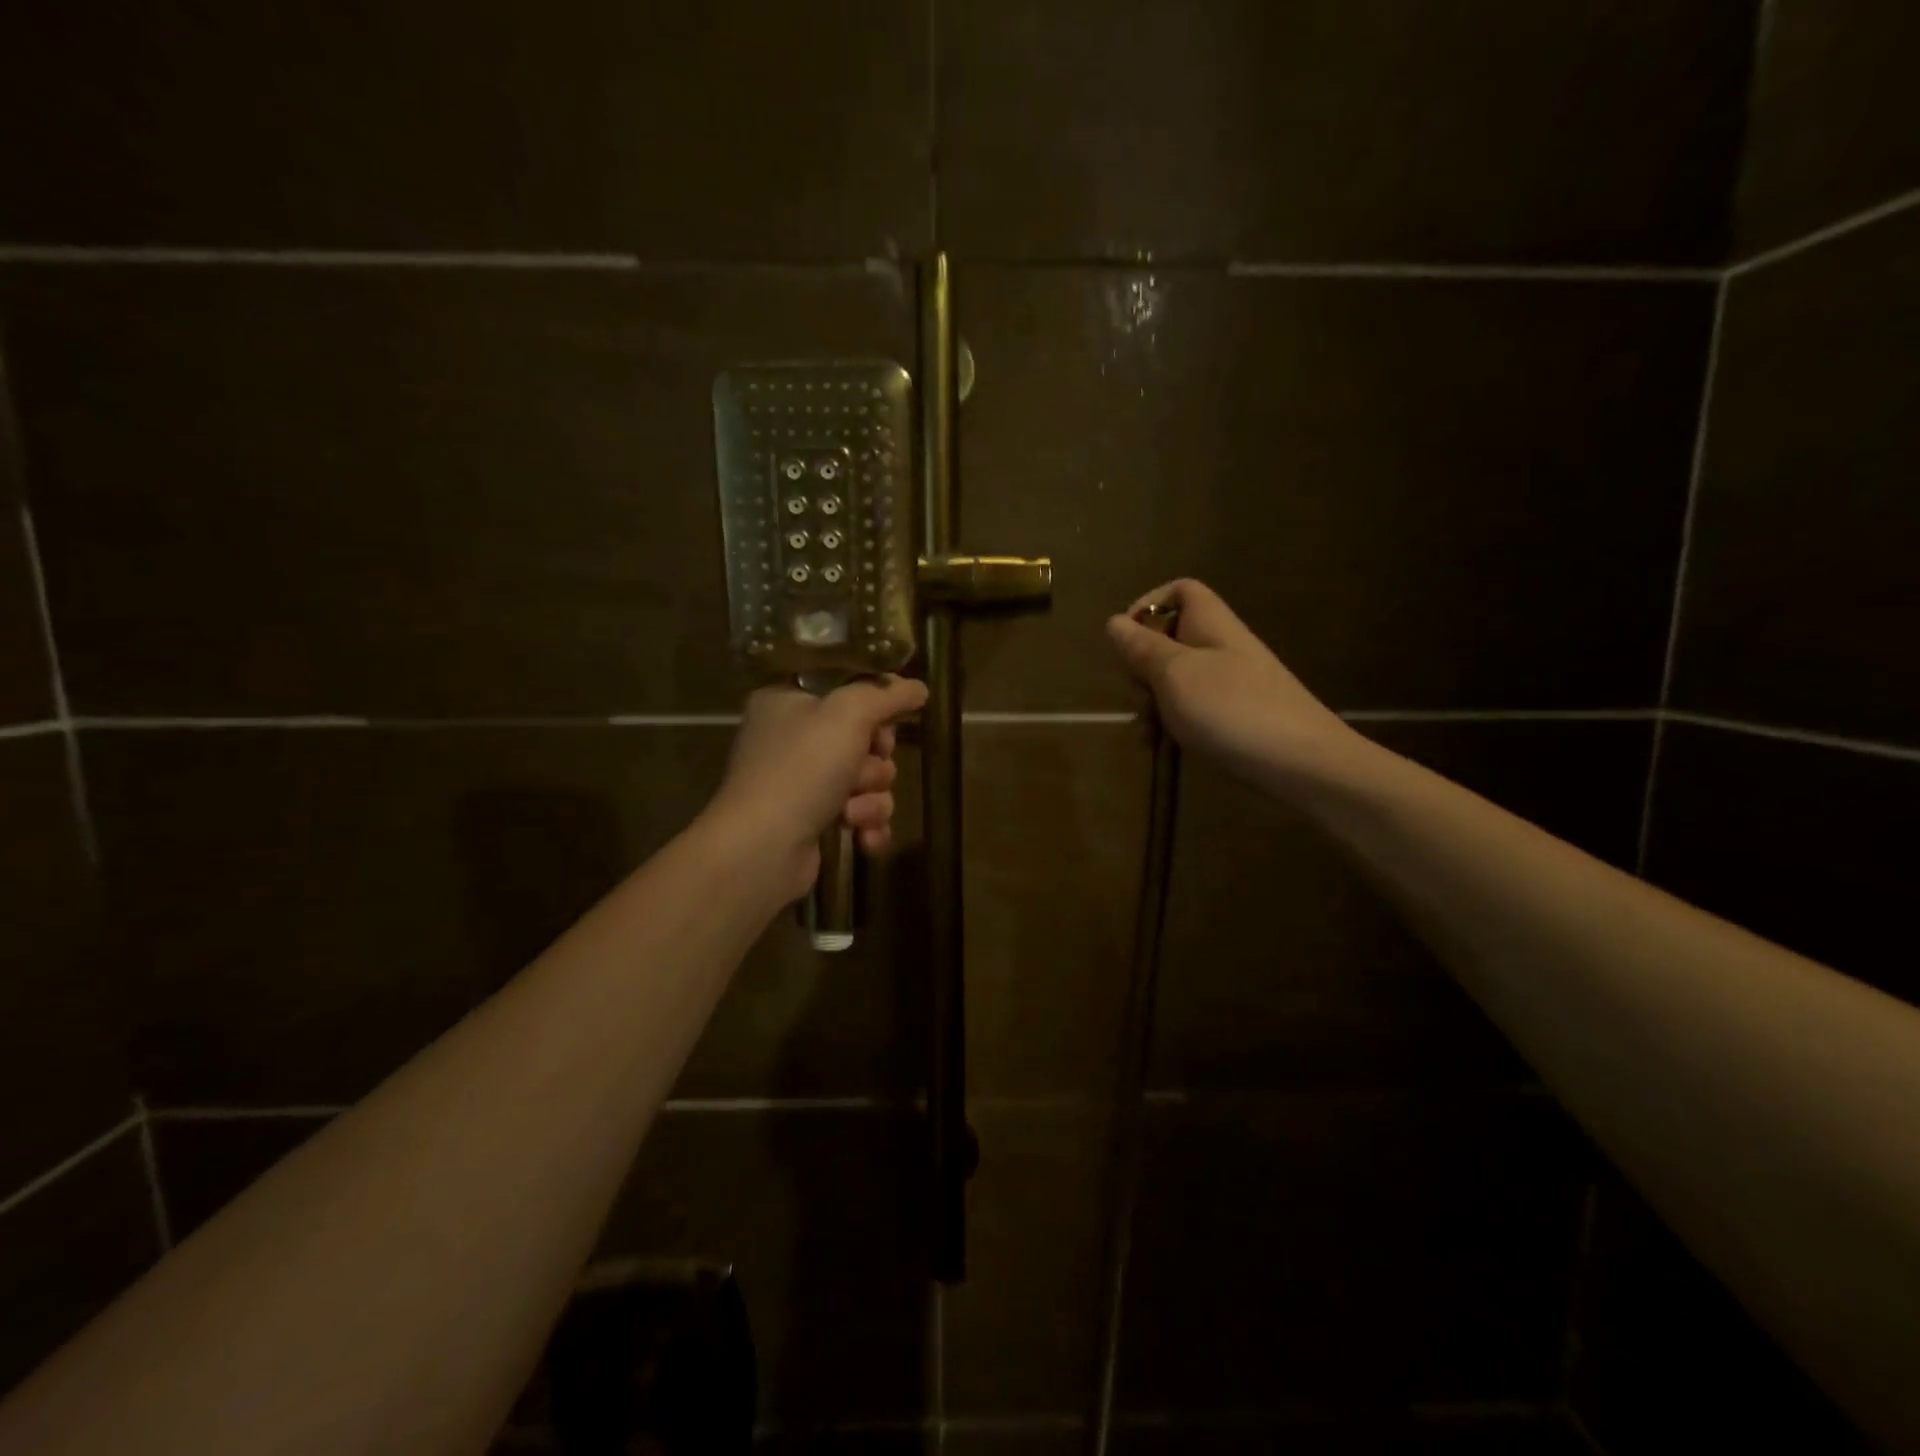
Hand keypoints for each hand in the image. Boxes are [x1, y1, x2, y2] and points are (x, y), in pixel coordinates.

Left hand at [706, 676, 928, 899]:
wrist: (762, 849)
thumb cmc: (802, 769)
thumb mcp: (849, 714)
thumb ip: (887, 694)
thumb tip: (918, 687)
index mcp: (787, 700)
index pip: (845, 687)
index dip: (874, 704)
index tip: (890, 719)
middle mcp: (792, 738)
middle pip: (863, 737)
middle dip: (875, 761)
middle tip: (865, 767)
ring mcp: (802, 782)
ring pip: (867, 779)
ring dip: (872, 798)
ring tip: (852, 812)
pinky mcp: (813, 821)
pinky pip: (860, 813)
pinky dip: (867, 824)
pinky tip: (864, 837)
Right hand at [1106, 579, 1357, 789]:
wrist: (1303, 765)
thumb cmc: (1232, 710)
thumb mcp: (1174, 675)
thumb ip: (1142, 648)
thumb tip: (1114, 622)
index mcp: (1210, 625)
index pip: (1180, 592)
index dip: (1148, 606)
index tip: (1126, 641)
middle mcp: (1221, 648)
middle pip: (1170, 640)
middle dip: (1142, 667)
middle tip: (1139, 696)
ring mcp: (1230, 685)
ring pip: (1176, 680)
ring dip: (1151, 704)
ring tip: (1145, 735)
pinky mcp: (1235, 718)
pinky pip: (1192, 709)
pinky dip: (1171, 724)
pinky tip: (1160, 748)